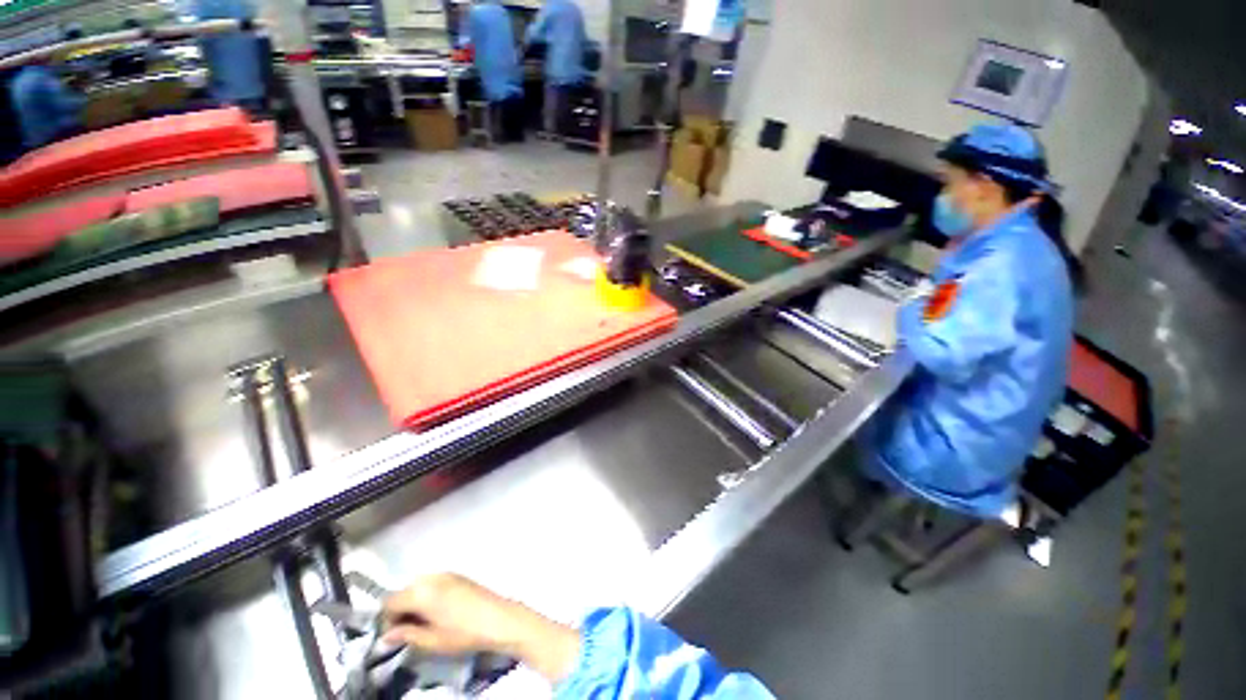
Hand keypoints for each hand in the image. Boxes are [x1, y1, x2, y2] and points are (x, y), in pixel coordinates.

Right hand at [382, 573, 580, 682]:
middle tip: (407, 631)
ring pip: (418, 586)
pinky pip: (433, 582)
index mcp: (422, 591)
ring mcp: (447, 574)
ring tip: (422, 623)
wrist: (498, 618)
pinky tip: (437, 611)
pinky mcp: (458, 575)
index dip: (387, 619)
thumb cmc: (463, 633)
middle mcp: (432, 577)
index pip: (390, 601)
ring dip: (414, 602)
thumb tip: (386, 635)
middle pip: (404, 591)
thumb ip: (406, 635)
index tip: (393, 636)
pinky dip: (428, 595)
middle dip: (400, 609)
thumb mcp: (431, 640)